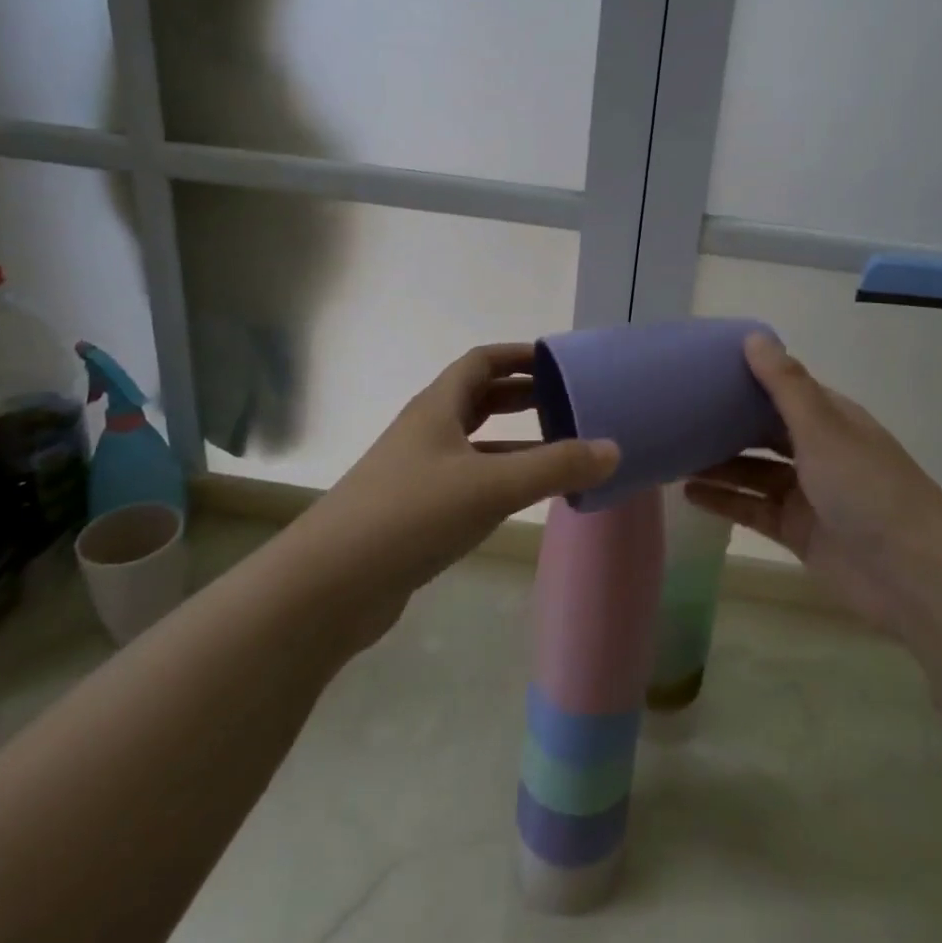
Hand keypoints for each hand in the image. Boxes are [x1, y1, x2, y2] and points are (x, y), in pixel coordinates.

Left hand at [301, 343, 618, 640]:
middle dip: (522, 396)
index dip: (519, 355)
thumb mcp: (490, 486)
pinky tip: (524, 498)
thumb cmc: (410, 515)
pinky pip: (468, 480)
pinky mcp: (415, 512)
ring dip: (514, 442)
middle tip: (567, 402)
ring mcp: (417, 473)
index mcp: (437, 408)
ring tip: (559, 449)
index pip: (481, 362)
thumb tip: (613, 449)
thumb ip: (554, 467)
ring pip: (475, 443)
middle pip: (478, 398)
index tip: (559, 361)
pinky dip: (499, 479)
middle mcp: (426, 432)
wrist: (328, 586)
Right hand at [686, 332, 941, 633]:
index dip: (747, 379)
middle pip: (764, 431)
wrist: (913, 576)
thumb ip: (785, 385)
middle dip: (727, 424)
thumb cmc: (868, 488)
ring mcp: (808, 494)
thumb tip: (753, 336)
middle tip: (678, 415)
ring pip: (754, 472)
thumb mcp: (823, 429)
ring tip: (674, 454)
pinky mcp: (797, 532)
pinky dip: (724, 501)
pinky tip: (690, 494)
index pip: (783, 389)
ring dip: (719, 465)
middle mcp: (819, 451)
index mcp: (831, 419)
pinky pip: (752, 509)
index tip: (702, 370)